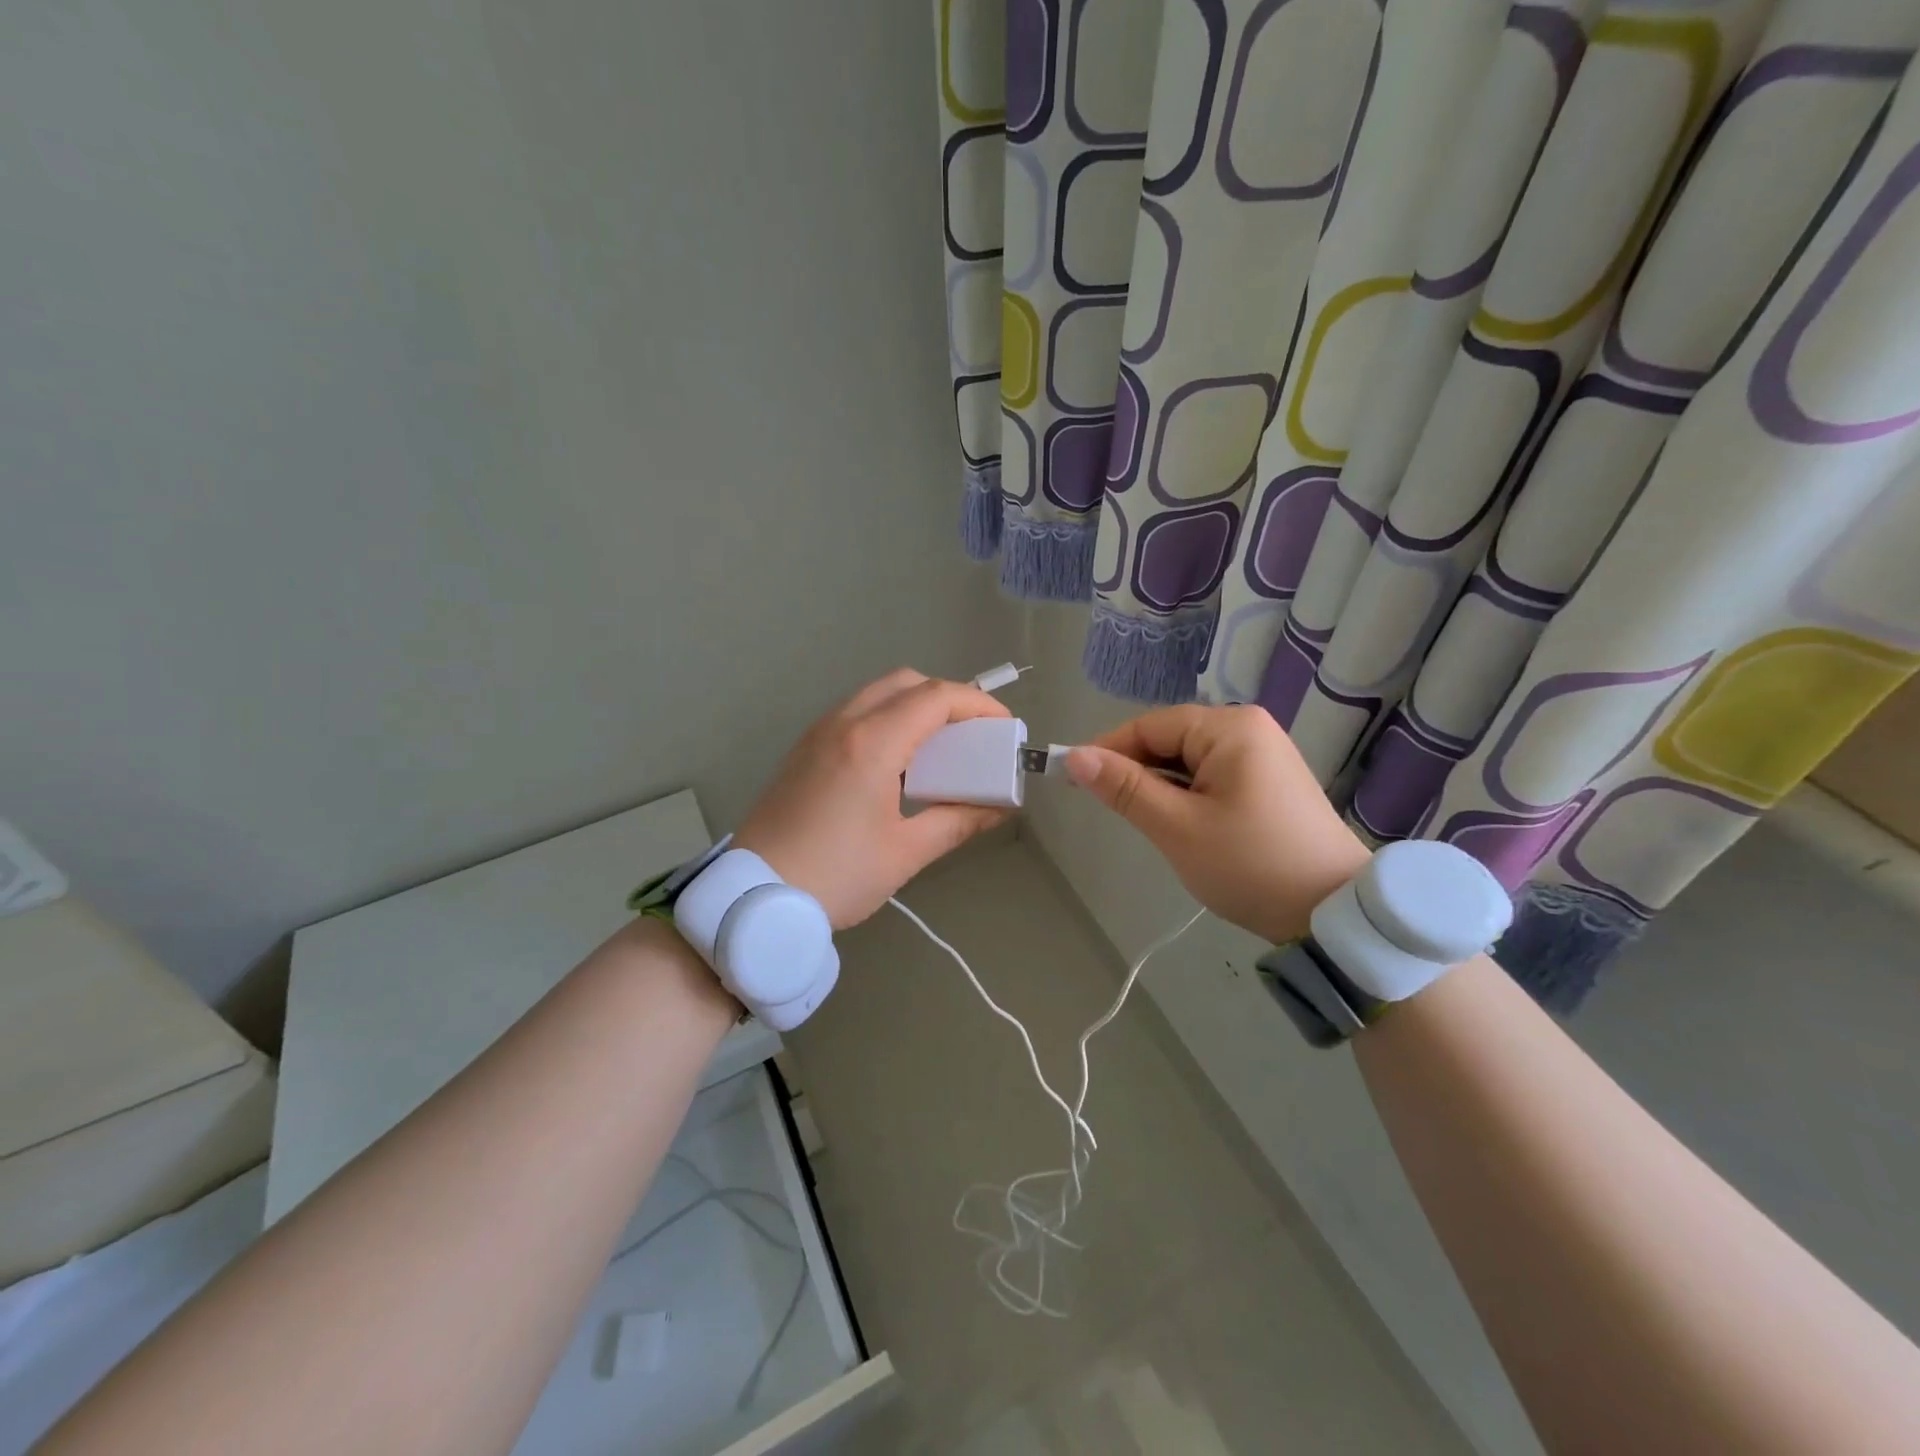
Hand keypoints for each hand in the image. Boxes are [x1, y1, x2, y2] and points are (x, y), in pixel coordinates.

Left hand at [735, 669, 1012, 928]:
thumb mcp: (904, 853)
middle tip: (972, 734)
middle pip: (905, 682)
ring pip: (876, 693)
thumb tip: (997, 810)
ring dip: (914, 705)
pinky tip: (898, 761)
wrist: (753, 896)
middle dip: (947, 697)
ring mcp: (818, 733)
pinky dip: (886, 718)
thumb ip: (956, 822)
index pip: (935, 698)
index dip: (977, 704)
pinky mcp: (804, 749)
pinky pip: (854, 712)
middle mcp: (843, 723)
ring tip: (940, 746)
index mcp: (872, 744)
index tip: (1004, 726)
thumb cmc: (836, 875)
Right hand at [1065, 704, 1369, 944]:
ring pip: (1189, 760)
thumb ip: (1124, 788)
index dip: (1108, 750)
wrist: (1333, 912)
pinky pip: (1212, 775)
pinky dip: (1187, 794)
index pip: (1150, 726)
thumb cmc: (1250, 864)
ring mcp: (1263, 754)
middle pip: (1170, 739)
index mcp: (1229, 727)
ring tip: (1149, 823)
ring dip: (1161, 786)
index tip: (1073, 780)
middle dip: (1137, 771)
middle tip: (1111, 810)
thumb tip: (1074, 757)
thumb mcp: (1177, 827)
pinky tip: (1181, 823)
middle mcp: (1248, 728)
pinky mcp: (1269, 780)